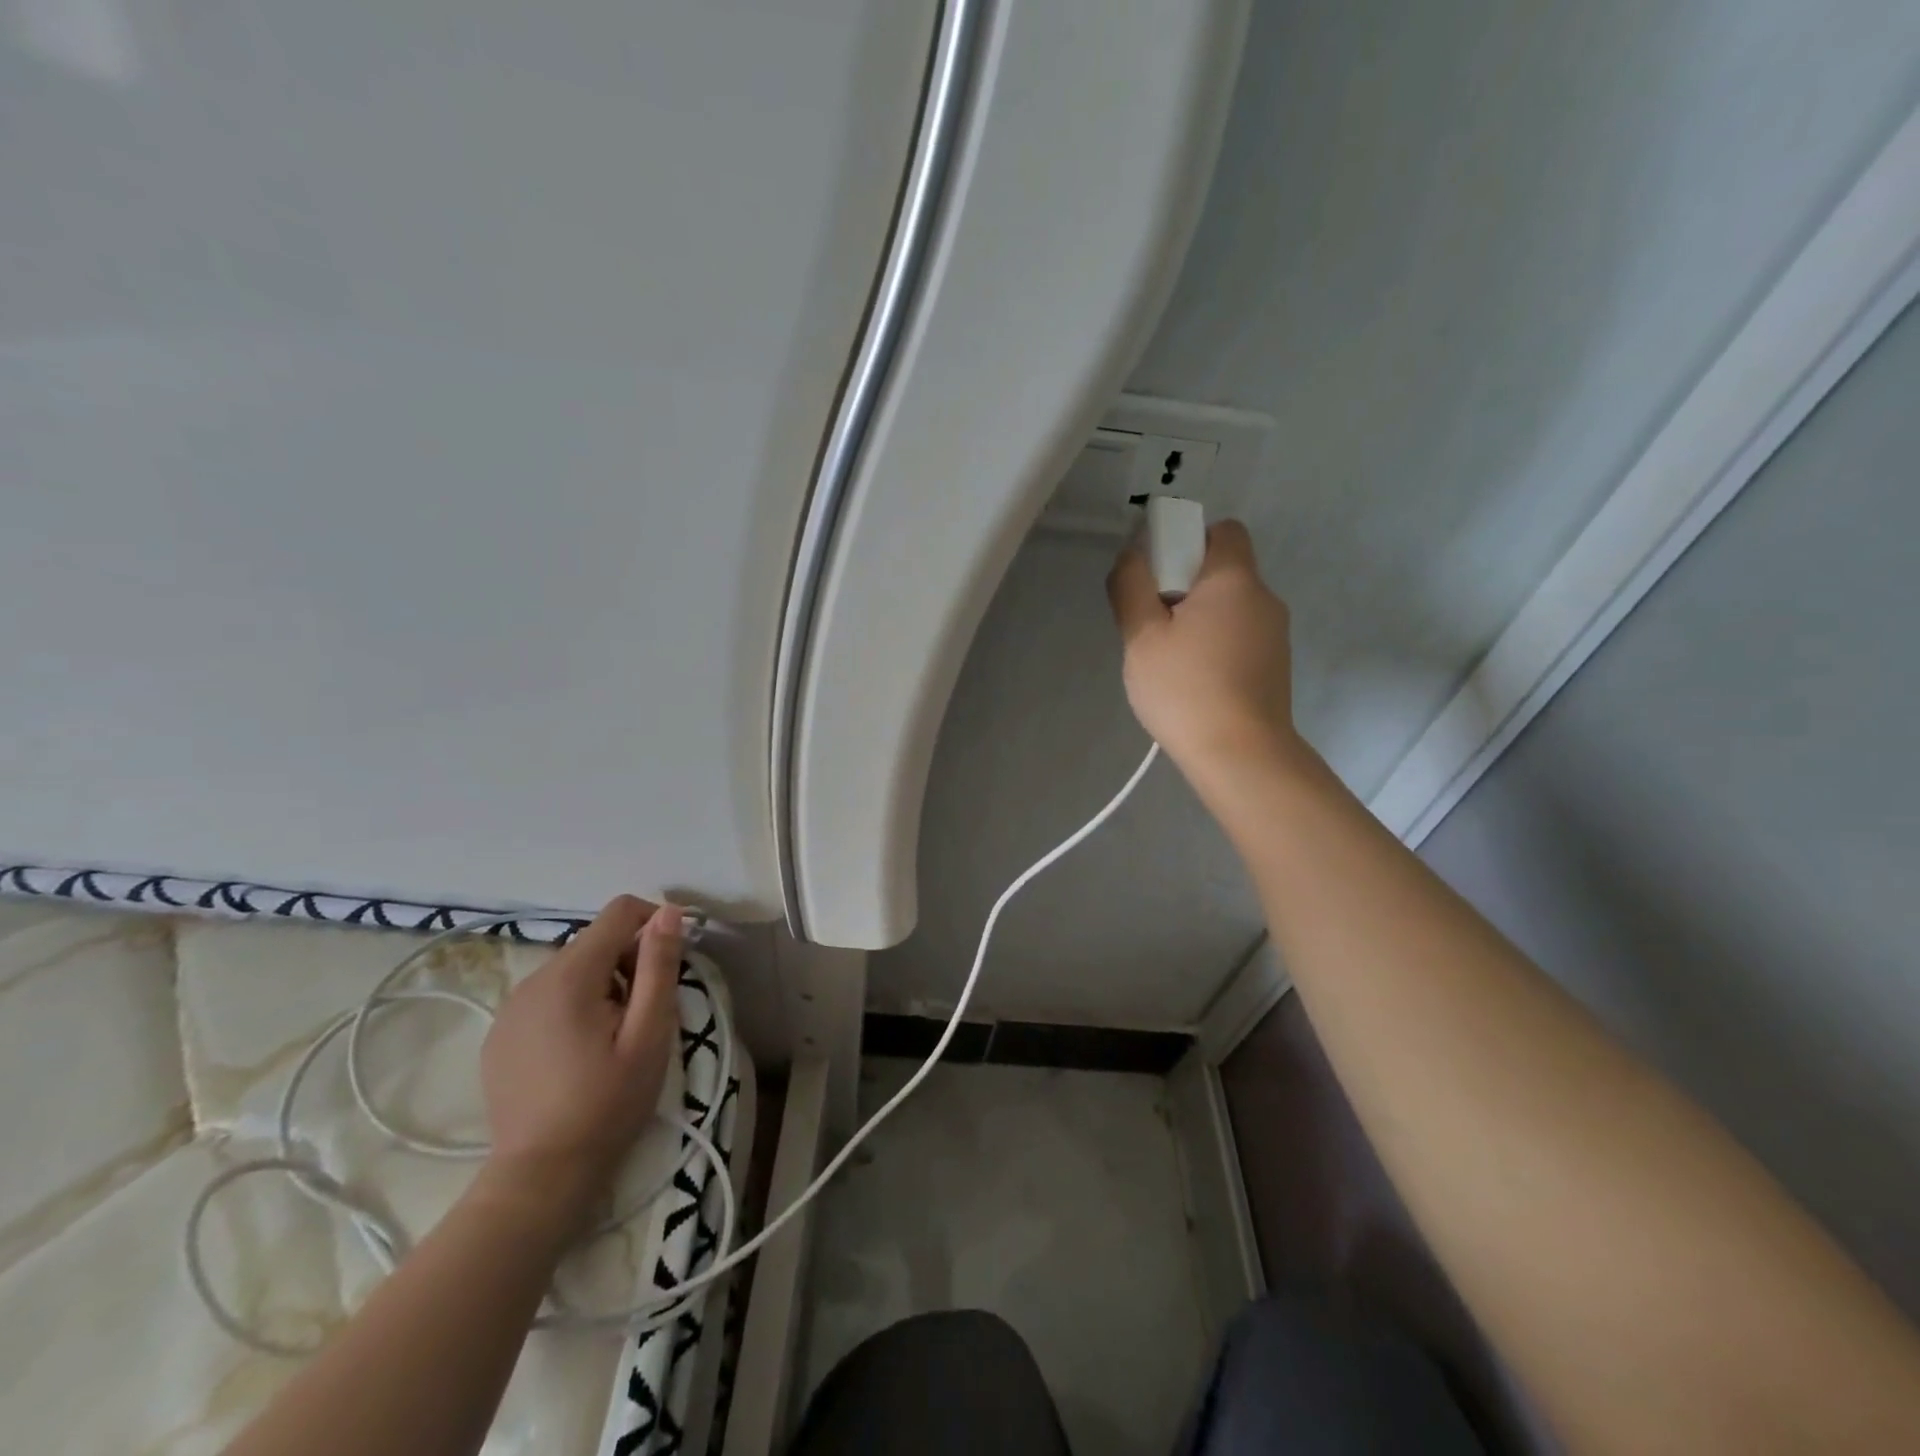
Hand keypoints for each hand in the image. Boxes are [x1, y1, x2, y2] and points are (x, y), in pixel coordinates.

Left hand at [475, 896, 681, 1229]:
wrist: (541, 1176)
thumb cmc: (607, 1103)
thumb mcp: (649, 1033)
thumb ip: (658, 967)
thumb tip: (669, 912)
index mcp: (570, 975)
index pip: (619, 912)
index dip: (653, 924)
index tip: (670, 963)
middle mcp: (533, 979)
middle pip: (595, 941)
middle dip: (628, 961)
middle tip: (644, 1013)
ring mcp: (510, 1007)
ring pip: (572, 969)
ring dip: (602, 984)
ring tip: (613, 1036)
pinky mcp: (500, 1034)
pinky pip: (548, 996)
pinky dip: (573, 1005)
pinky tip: (579, 1051)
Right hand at [1106, 520, 1300, 778]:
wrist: (1240, 755)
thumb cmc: (1186, 688)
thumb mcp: (1141, 636)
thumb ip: (1131, 586)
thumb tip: (1132, 555)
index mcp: (1234, 579)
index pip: (1223, 530)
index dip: (1188, 540)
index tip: (1158, 575)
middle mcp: (1264, 598)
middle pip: (1222, 572)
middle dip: (1184, 586)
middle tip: (1152, 625)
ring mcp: (1275, 635)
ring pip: (1228, 608)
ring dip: (1198, 621)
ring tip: (1168, 661)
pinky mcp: (1274, 667)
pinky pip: (1238, 638)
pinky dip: (1214, 646)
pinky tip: (1192, 682)